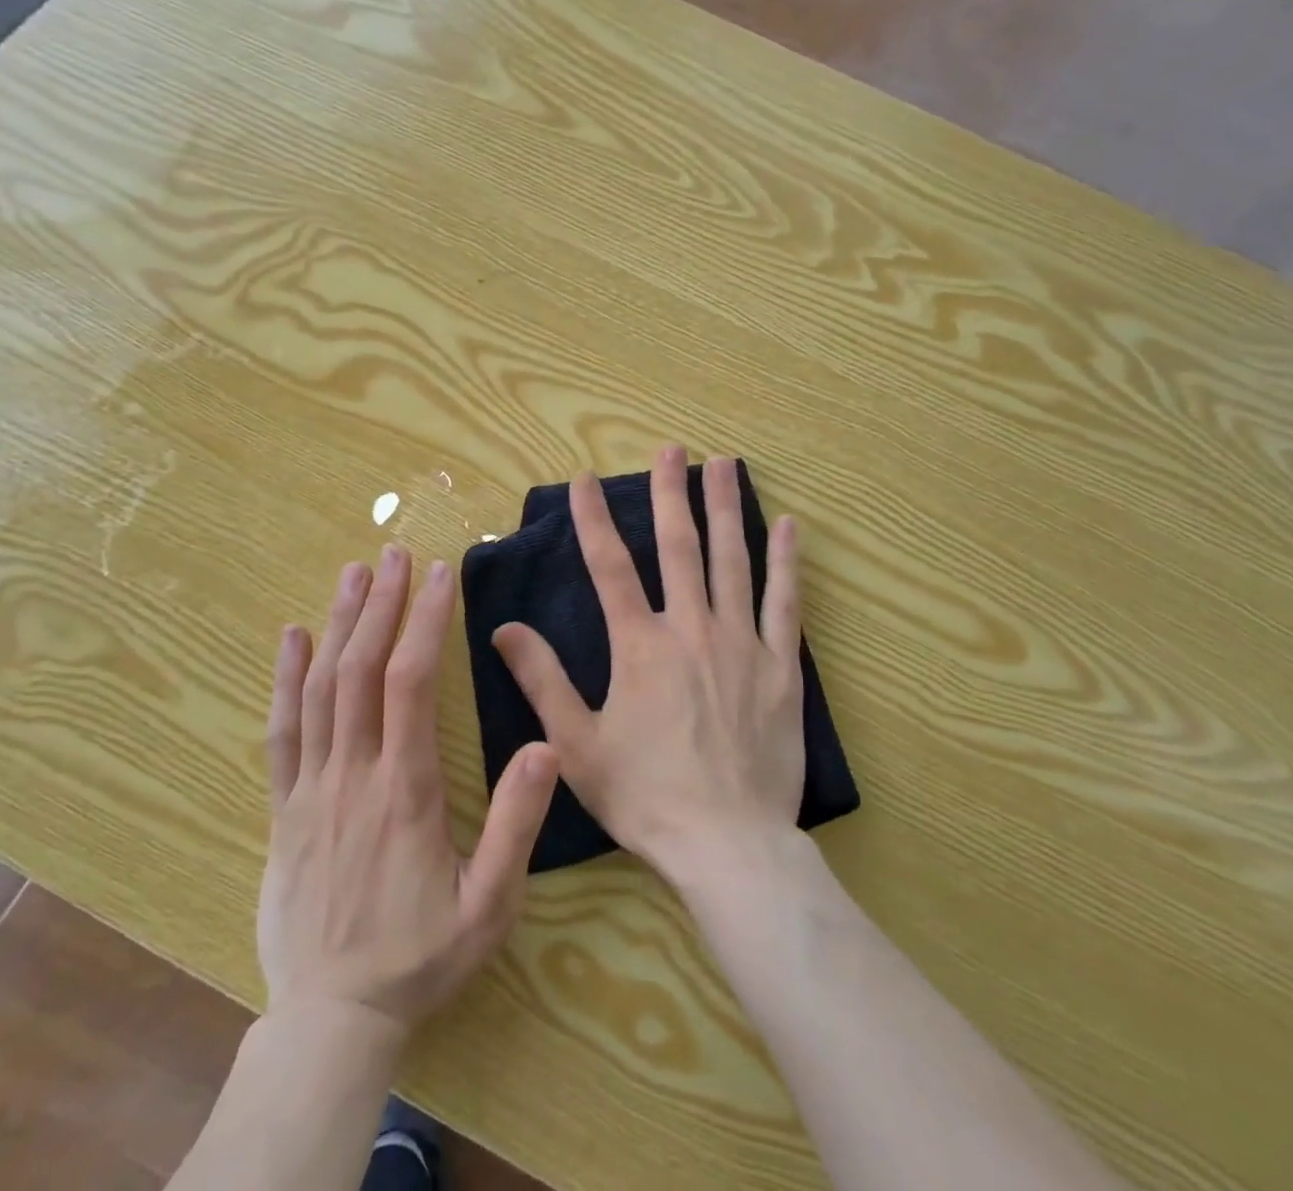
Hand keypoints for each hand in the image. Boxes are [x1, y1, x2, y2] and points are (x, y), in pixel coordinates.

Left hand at [259, 546, 558, 1029]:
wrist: (332, 1019)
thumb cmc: (420, 956)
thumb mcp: (490, 903)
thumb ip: (517, 824)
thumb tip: (546, 746)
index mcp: (407, 788)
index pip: (412, 682)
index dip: (425, 621)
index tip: (440, 574)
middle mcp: (355, 774)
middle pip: (362, 669)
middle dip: (382, 604)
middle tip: (395, 553)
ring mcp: (311, 788)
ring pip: (321, 689)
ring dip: (338, 624)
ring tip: (354, 573)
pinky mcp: (283, 809)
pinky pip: (281, 732)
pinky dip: (286, 678)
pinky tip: (291, 637)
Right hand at [492, 447, 804, 882]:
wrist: (726, 843)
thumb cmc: (645, 796)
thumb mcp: (575, 744)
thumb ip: (542, 680)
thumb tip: (503, 628)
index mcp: (639, 645)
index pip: (609, 566)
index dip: (593, 519)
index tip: (584, 479)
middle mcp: (691, 628)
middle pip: (678, 546)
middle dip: (670, 494)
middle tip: (670, 449)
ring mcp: (742, 643)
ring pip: (732, 560)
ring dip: (726, 509)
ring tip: (725, 464)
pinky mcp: (781, 666)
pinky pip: (785, 603)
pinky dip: (786, 562)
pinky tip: (789, 527)